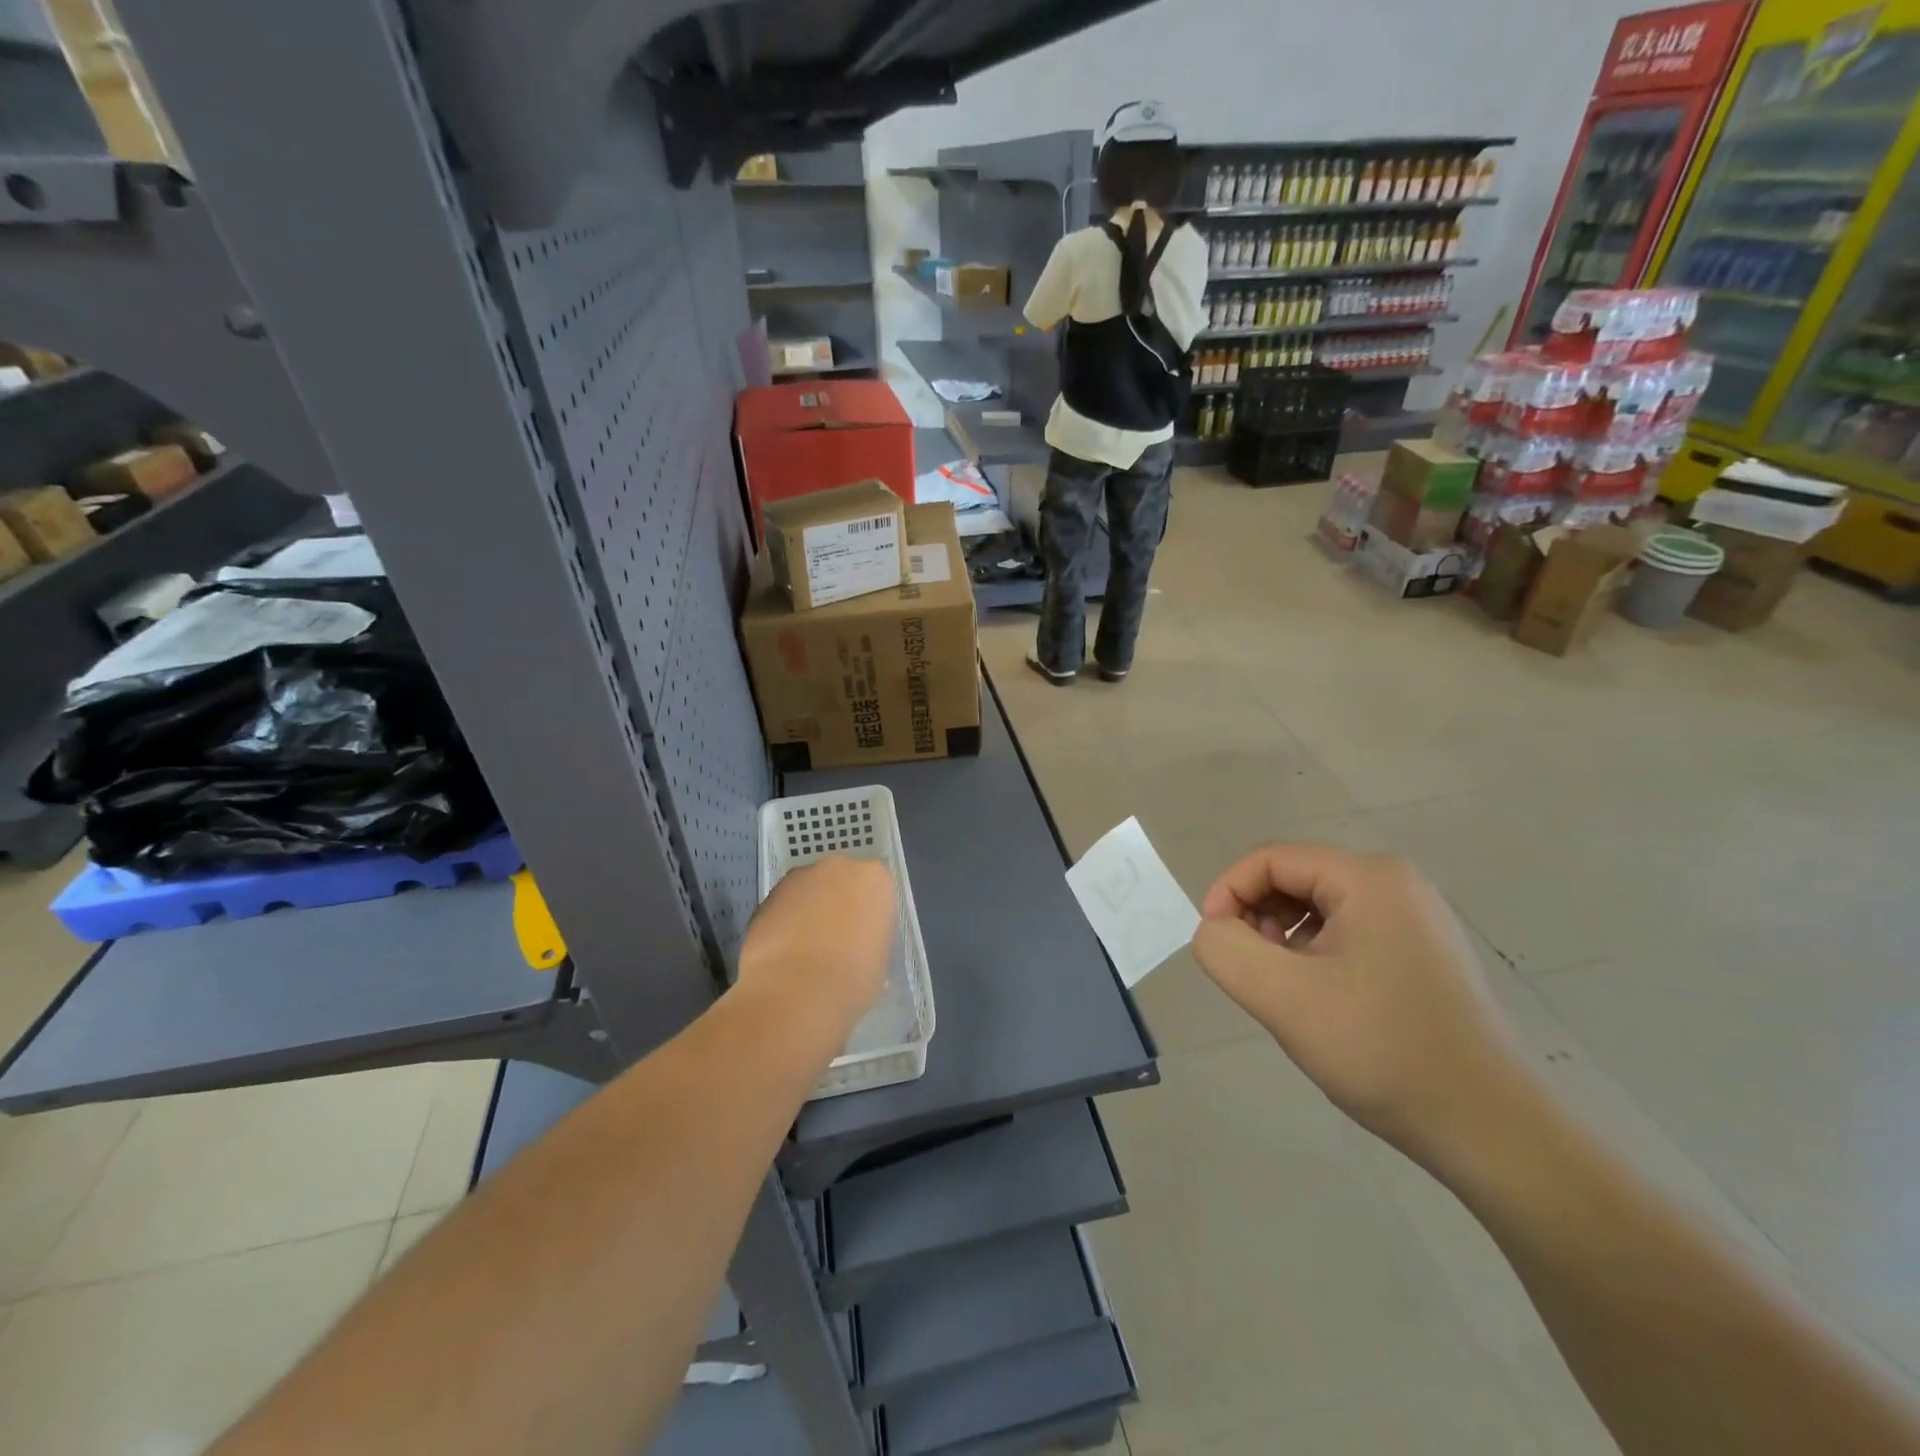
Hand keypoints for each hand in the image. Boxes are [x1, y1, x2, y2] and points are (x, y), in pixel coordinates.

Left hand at [736, 855, 894, 1040]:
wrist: (795, 990)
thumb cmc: (852, 978)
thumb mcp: (880, 964)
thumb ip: (871, 944)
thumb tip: (860, 952)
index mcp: (875, 880)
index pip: (877, 889)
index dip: (870, 915)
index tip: (866, 939)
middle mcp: (838, 868)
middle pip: (841, 881)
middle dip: (838, 905)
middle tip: (837, 941)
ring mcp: (799, 878)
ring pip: (809, 891)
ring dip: (809, 912)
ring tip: (805, 952)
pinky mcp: (767, 896)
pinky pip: (784, 907)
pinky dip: (784, 923)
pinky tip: (783, 955)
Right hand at [1189, 843, 1531, 1167]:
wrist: (1490, 1130)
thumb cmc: (1383, 1051)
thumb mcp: (1283, 997)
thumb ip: (1225, 949)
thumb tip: (1215, 931)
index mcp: (1369, 877)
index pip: (1270, 859)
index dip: (1228, 893)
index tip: (1214, 944)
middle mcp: (1397, 884)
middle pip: (1294, 879)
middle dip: (1257, 919)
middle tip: (1253, 974)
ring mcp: (1416, 919)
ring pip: (1318, 909)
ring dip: (1283, 941)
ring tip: (1285, 993)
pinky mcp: (1424, 954)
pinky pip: (1347, 934)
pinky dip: (1315, 957)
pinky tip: (1320, 1003)